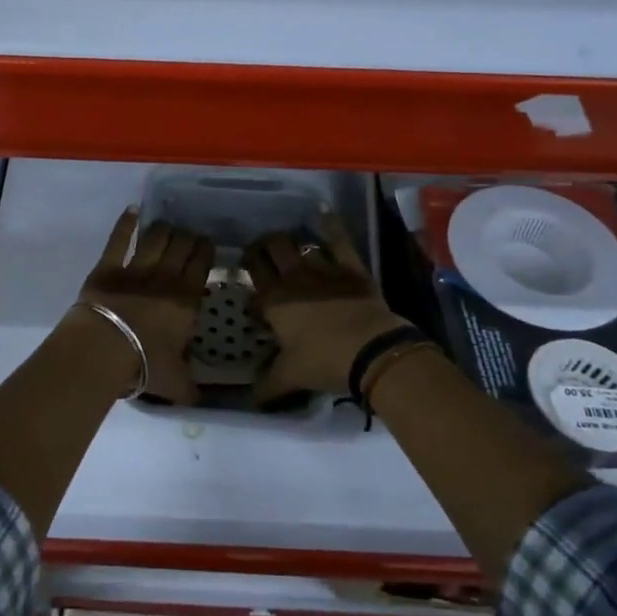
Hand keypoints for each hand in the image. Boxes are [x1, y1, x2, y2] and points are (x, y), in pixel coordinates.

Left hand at [74, 208, 213, 406]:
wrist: (103, 349)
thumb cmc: (144, 364)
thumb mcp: (175, 382)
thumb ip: (190, 388)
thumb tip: (201, 402)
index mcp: (186, 300)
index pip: (201, 265)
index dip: (205, 251)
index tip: (207, 245)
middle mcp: (165, 277)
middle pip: (181, 246)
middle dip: (188, 237)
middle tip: (189, 235)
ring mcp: (135, 268)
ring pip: (156, 238)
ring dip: (164, 229)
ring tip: (168, 226)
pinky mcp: (108, 266)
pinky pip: (119, 239)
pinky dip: (126, 223)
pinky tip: (132, 210)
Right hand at [245, 212, 411, 398]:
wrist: (370, 351)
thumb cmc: (323, 362)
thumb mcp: (289, 377)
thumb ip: (266, 386)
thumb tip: (251, 400)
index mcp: (274, 299)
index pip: (253, 268)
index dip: (248, 260)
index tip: (246, 263)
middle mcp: (294, 276)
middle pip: (274, 246)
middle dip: (266, 244)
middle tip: (266, 251)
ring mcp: (324, 268)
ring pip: (302, 243)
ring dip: (295, 242)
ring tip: (293, 245)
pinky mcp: (351, 267)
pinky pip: (338, 239)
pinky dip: (330, 225)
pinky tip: (324, 215)